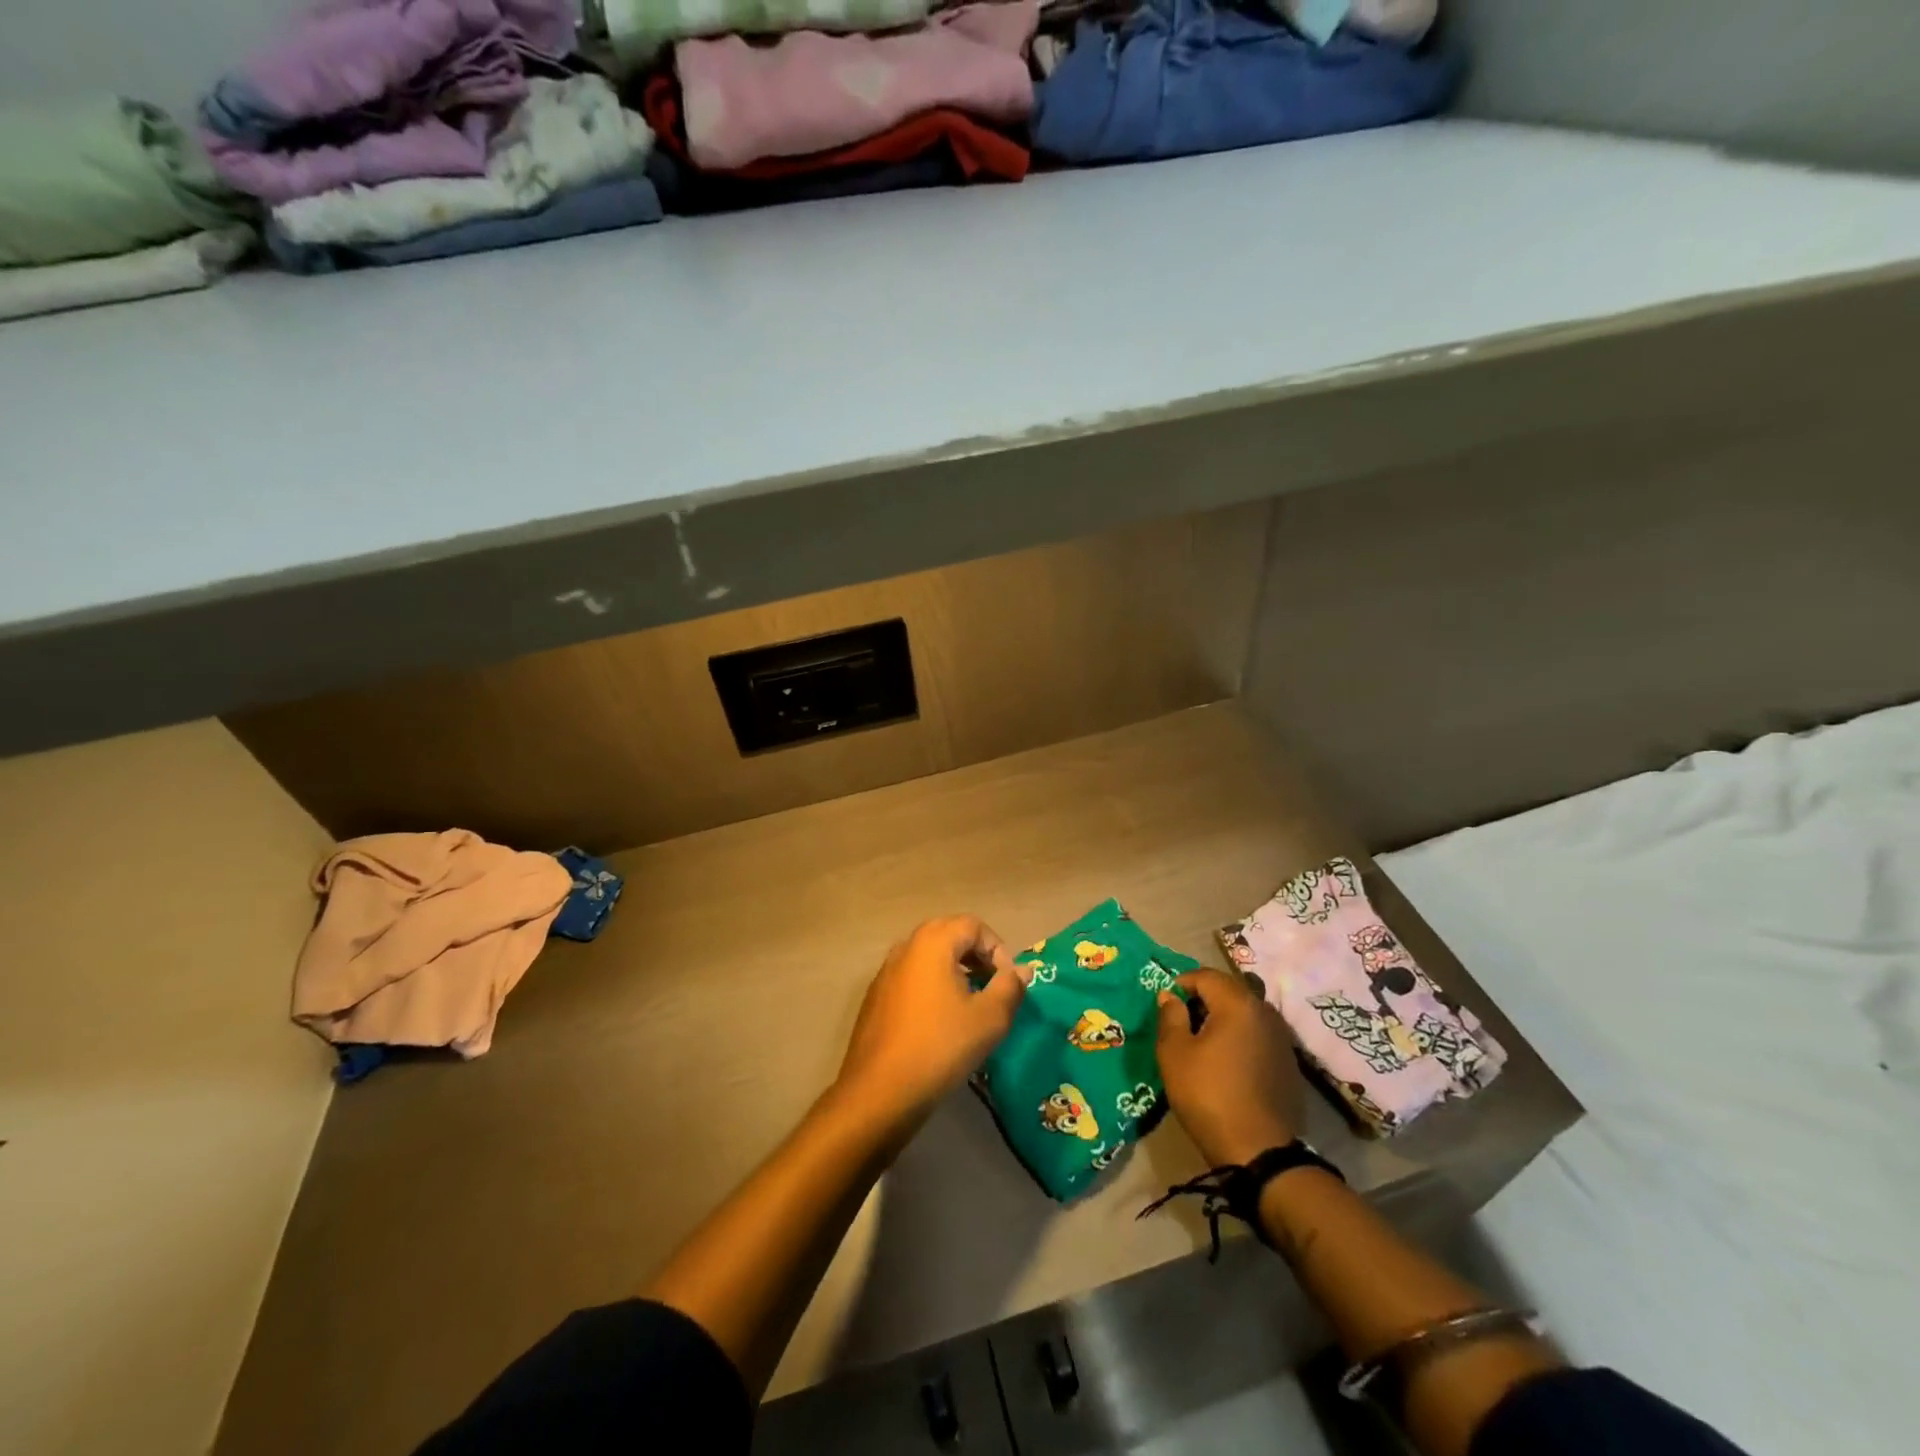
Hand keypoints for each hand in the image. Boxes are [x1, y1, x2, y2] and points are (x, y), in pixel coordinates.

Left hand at [832, 915, 1029, 1137]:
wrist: (880, 1090)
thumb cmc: (941, 1046)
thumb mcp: (989, 1018)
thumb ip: (1010, 987)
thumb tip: (1022, 970)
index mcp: (933, 941)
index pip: (974, 925)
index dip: (998, 949)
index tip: (1008, 982)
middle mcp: (906, 946)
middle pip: (949, 934)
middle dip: (977, 956)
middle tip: (993, 987)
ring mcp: (886, 970)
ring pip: (929, 956)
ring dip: (954, 970)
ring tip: (970, 1003)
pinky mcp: (876, 995)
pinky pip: (912, 976)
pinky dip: (932, 985)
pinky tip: (940, 1020)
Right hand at [1155, 967, 1303, 1166]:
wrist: (1259, 1152)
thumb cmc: (1208, 1095)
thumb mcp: (1174, 1054)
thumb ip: (1170, 1016)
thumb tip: (1170, 996)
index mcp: (1238, 1004)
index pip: (1205, 976)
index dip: (1181, 983)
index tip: (1166, 1004)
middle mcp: (1265, 1012)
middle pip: (1229, 990)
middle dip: (1203, 998)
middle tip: (1181, 1022)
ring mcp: (1281, 1038)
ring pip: (1245, 1012)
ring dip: (1222, 1017)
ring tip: (1203, 1042)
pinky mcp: (1288, 1062)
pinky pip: (1258, 1034)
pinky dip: (1239, 1037)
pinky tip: (1227, 1062)